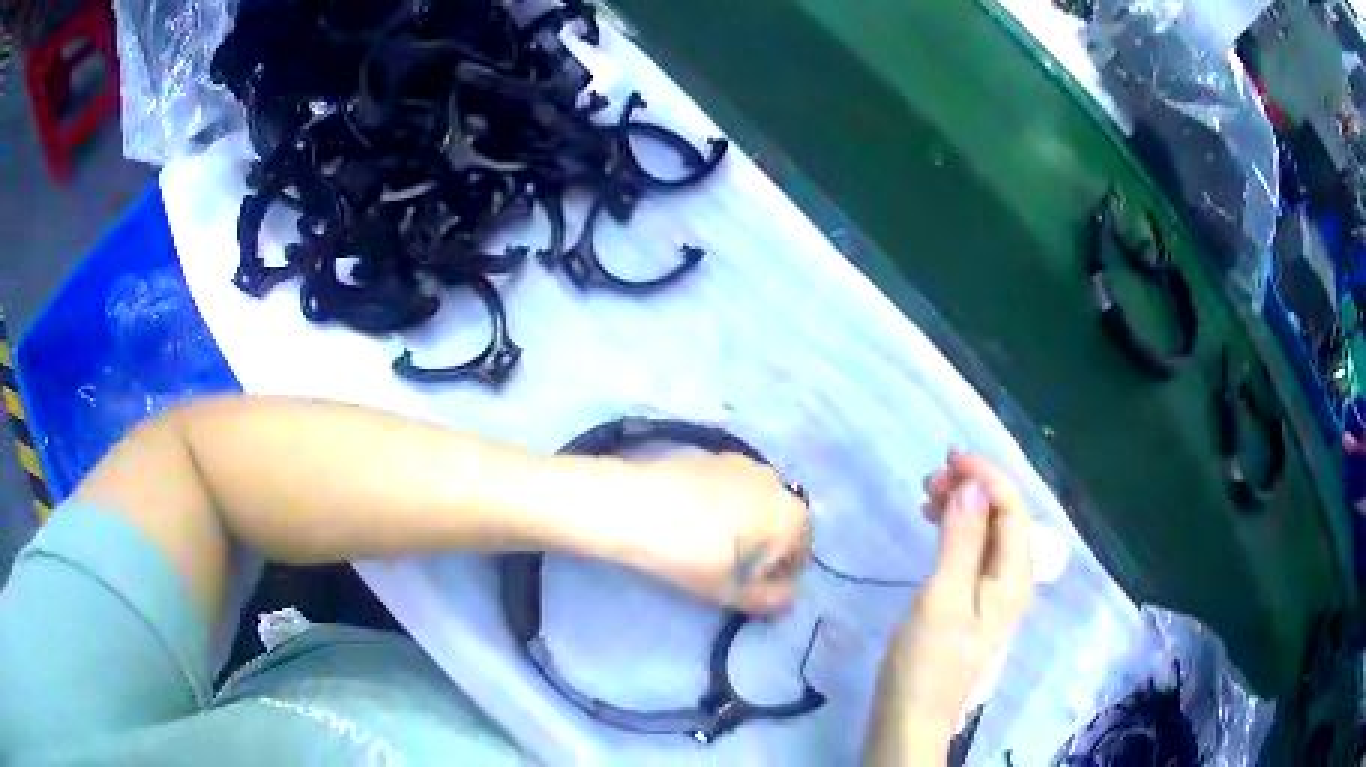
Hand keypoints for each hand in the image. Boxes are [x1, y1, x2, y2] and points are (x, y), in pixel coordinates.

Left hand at [612, 453, 809, 614]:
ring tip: (707, 543)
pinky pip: (732, 490)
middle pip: (779, 526)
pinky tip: (692, 520)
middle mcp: (778, 483)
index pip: (798, 557)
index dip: (775, 579)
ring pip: (755, 506)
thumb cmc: (693, 556)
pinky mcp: (715, 455)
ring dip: (744, 526)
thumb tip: (788, 599)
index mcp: (793, 516)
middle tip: (727, 568)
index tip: (745, 588)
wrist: (635, 507)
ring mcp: (746, 464)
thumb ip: (772, 600)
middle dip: (762, 549)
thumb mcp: (735, 592)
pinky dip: (723, 506)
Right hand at [873, 454, 1034, 749]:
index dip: (987, 477)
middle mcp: (1011, 580)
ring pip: (987, 532)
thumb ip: (961, 543)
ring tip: (926, 497)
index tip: (949, 460)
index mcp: (1014, 578)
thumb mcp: (942, 599)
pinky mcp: (971, 602)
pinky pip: (973, 550)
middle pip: (1004, 518)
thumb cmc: (926, 661)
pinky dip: (955, 530)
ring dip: (963, 507)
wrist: (911, 715)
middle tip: (929, 481)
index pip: (1013, 510)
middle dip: (974, 489)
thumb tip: (972, 488)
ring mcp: (992, 593)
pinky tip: (935, 527)